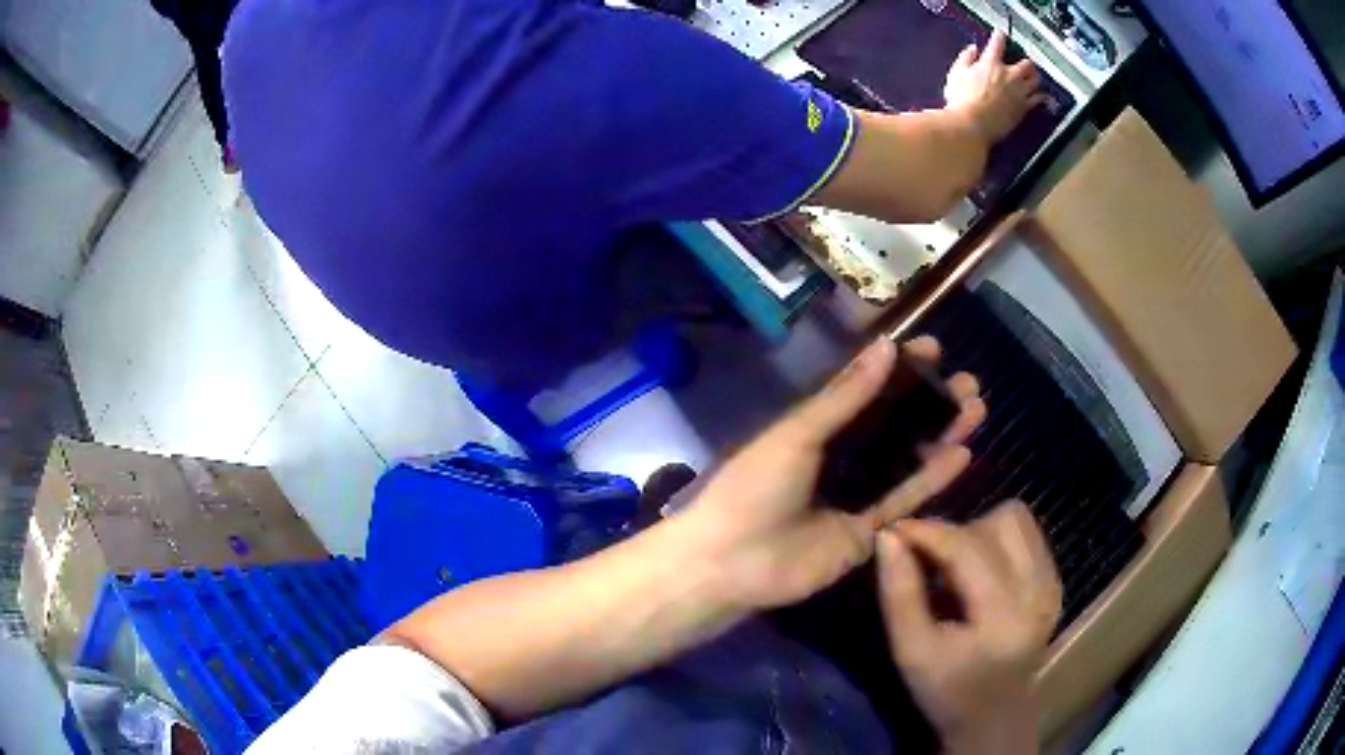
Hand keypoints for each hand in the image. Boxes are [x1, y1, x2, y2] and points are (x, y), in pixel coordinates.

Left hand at [679, 337, 984, 609]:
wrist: (732, 562)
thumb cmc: (755, 487)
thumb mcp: (798, 434)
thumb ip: (845, 397)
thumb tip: (887, 346)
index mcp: (816, 427)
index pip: (866, 390)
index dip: (899, 369)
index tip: (934, 348)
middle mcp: (840, 457)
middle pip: (894, 424)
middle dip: (931, 402)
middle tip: (968, 382)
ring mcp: (855, 495)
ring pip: (907, 459)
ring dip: (940, 435)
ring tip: (977, 408)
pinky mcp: (868, 531)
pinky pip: (905, 499)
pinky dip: (933, 479)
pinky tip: (963, 454)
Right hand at [876, 502, 1062, 754]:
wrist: (993, 717)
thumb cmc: (945, 691)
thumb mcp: (910, 651)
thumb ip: (899, 593)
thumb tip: (887, 535)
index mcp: (1003, 617)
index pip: (968, 548)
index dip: (928, 531)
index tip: (894, 529)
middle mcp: (1038, 591)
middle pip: (997, 523)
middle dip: (955, 534)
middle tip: (928, 563)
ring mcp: (1052, 583)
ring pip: (1016, 520)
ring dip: (979, 531)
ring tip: (956, 567)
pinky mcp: (1055, 580)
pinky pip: (1027, 534)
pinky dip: (997, 541)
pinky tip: (980, 574)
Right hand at [943, 31, 1046, 142]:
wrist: (973, 124)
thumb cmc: (962, 99)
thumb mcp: (956, 73)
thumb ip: (966, 58)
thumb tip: (972, 49)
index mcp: (990, 63)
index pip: (997, 43)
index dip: (999, 36)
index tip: (1000, 33)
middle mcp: (1009, 75)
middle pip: (1025, 63)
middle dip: (1025, 62)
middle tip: (1024, 62)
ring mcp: (1019, 92)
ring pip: (1035, 80)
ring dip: (1035, 77)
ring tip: (1035, 78)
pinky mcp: (1024, 108)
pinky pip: (1038, 99)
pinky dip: (1042, 97)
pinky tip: (1044, 97)